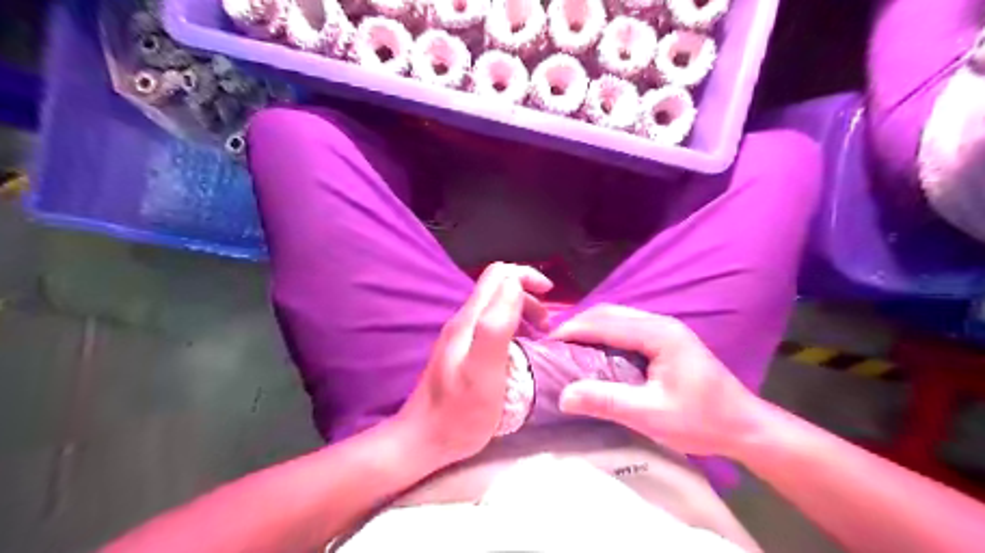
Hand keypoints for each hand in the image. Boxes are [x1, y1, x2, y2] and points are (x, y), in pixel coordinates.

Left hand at [399, 263, 552, 466]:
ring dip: (523, 313)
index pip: (499, 275)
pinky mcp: (462, 352)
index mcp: (470, 320)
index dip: (527, 276)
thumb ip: (496, 325)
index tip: (551, 295)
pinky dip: (514, 329)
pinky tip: (522, 351)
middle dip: (528, 296)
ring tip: (541, 337)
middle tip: (547, 326)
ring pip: (496, 307)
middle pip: (498, 288)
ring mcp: (461, 337)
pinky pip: (492, 327)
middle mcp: (463, 322)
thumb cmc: (458, 413)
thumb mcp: (483, 370)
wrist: (423, 440)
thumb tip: (514, 285)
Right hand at [550, 302, 763, 456]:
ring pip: (617, 318)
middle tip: (554, 345)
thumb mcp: (651, 415)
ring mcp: (665, 329)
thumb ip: (607, 401)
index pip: (605, 324)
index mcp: (658, 334)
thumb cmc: (702, 421)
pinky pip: (627, 328)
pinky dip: (604, 334)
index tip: (547, 343)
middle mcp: (661, 323)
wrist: (745, 426)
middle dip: (578, 325)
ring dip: (591, 328)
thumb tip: (564, 395)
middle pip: (609, 314)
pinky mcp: (666, 339)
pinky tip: (595, 350)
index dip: (573, 330)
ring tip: (568, 347)